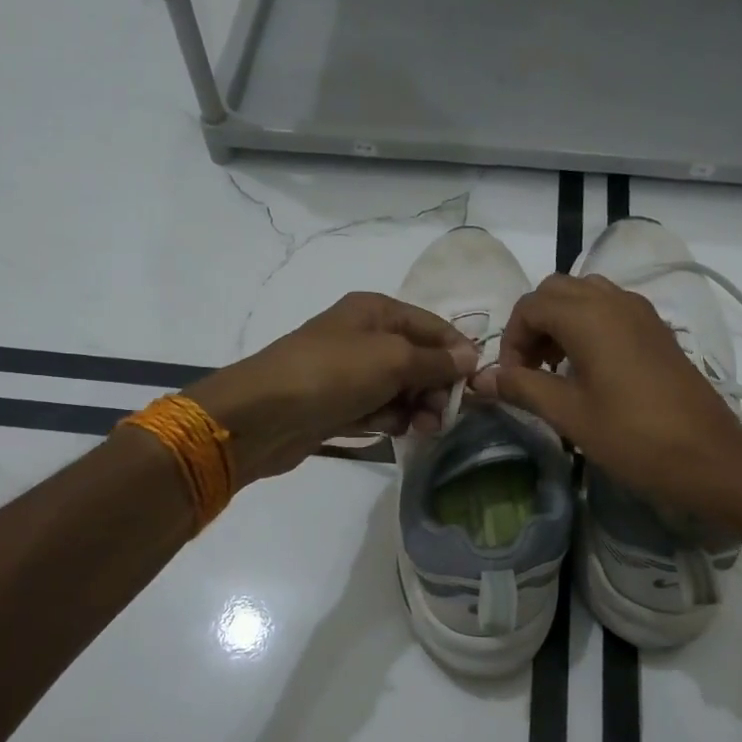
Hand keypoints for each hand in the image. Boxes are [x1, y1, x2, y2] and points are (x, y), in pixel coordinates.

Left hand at [185, 293, 477, 484]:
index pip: (432, 326)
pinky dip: (390, 419)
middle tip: (444, 413)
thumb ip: (436, 360)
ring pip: (401, 388)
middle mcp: (365, 336)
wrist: (264, 415)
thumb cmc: (333, 373)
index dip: (457, 352)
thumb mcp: (393, 359)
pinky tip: (393, 431)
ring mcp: (351, 372)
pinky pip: (379, 409)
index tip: (476, 384)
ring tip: (422, 428)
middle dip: (436, 386)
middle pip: (419, 359)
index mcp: (376, 310)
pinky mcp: (340, 404)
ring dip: (417, 407)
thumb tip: (471, 356)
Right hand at [469, 274, 741, 508]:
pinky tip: (590, 370)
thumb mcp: (569, 414)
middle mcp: (614, 300)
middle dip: (534, 324)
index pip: (530, 306)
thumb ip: (522, 387)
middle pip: (557, 291)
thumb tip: (481, 378)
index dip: (511, 340)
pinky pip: (611, 309)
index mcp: (589, 315)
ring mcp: (641, 312)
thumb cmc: (632, 436)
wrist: (708, 456)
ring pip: (586, 295)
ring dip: (561, 322)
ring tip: (557, 369)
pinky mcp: (657, 329)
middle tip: (530, 369)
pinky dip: (589, 326)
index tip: (512, 379)